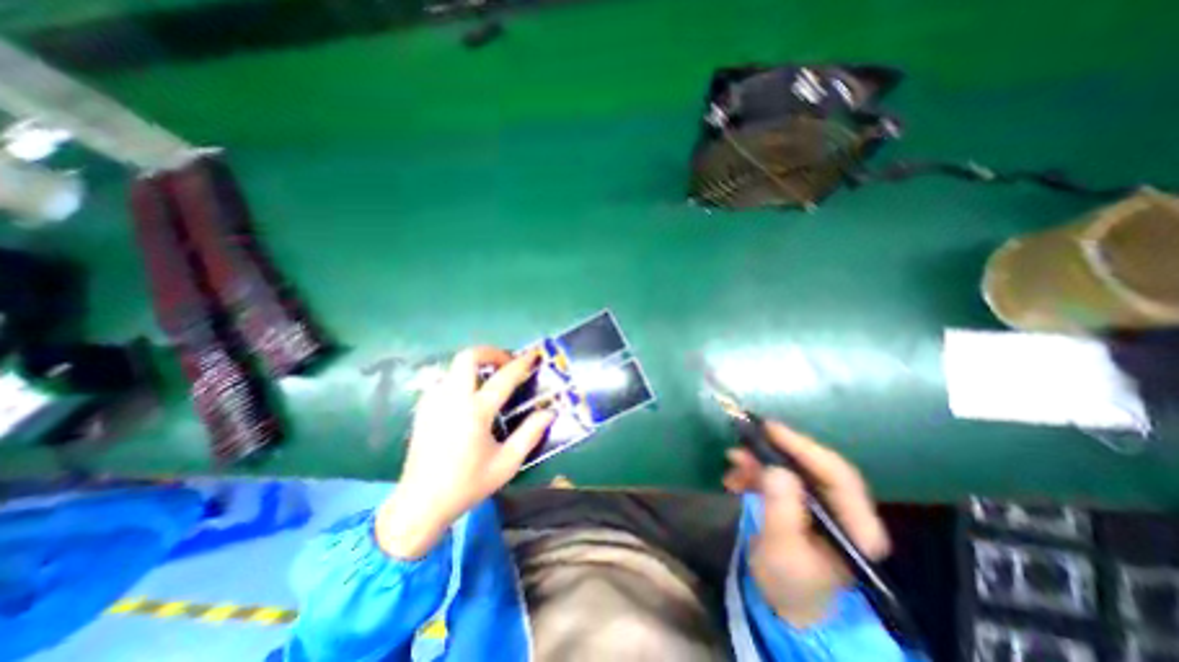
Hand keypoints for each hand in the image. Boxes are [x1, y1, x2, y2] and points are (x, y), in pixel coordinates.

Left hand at [379, 346, 559, 558]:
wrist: (420, 504)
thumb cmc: (468, 484)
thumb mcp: (507, 463)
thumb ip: (530, 434)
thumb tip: (549, 411)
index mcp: (475, 412)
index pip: (504, 378)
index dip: (522, 363)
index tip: (533, 355)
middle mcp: (452, 399)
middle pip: (468, 357)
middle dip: (491, 352)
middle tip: (506, 363)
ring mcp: (434, 401)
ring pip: (454, 366)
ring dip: (475, 365)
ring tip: (491, 379)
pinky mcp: (423, 408)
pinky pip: (445, 380)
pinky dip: (461, 378)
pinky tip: (470, 397)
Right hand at [718, 421, 893, 628]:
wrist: (784, 602)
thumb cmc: (788, 582)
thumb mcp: (781, 550)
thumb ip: (781, 510)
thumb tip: (776, 469)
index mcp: (856, 527)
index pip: (838, 475)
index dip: (804, 448)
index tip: (770, 430)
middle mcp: (845, 509)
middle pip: (815, 464)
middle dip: (778, 448)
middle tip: (748, 433)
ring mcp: (822, 503)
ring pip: (794, 466)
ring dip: (761, 459)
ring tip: (733, 458)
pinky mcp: (802, 499)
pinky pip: (779, 474)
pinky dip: (756, 470)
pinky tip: (735, 476)